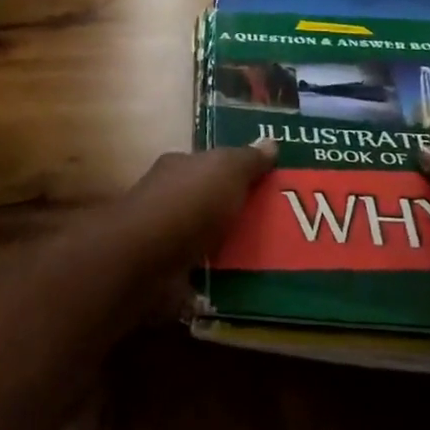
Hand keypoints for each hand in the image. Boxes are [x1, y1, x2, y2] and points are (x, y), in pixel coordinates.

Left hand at [106, 139, 277, 281]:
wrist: (145, 261)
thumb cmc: (186, 205)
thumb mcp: (225, 170)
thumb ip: (247, 159)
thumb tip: (270, 141)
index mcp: (178, 170)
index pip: (209, 166)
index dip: (237, 173)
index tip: (270, 186)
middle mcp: (168, 201)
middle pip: (211, 205)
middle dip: (240, 215)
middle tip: (283, 228)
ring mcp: (167, 241)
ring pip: (209, 243)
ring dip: (234, 252)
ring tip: (276, 262)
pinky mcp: (169, 277)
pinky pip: (205, 278)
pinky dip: (223, 283)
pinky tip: (250, 288)